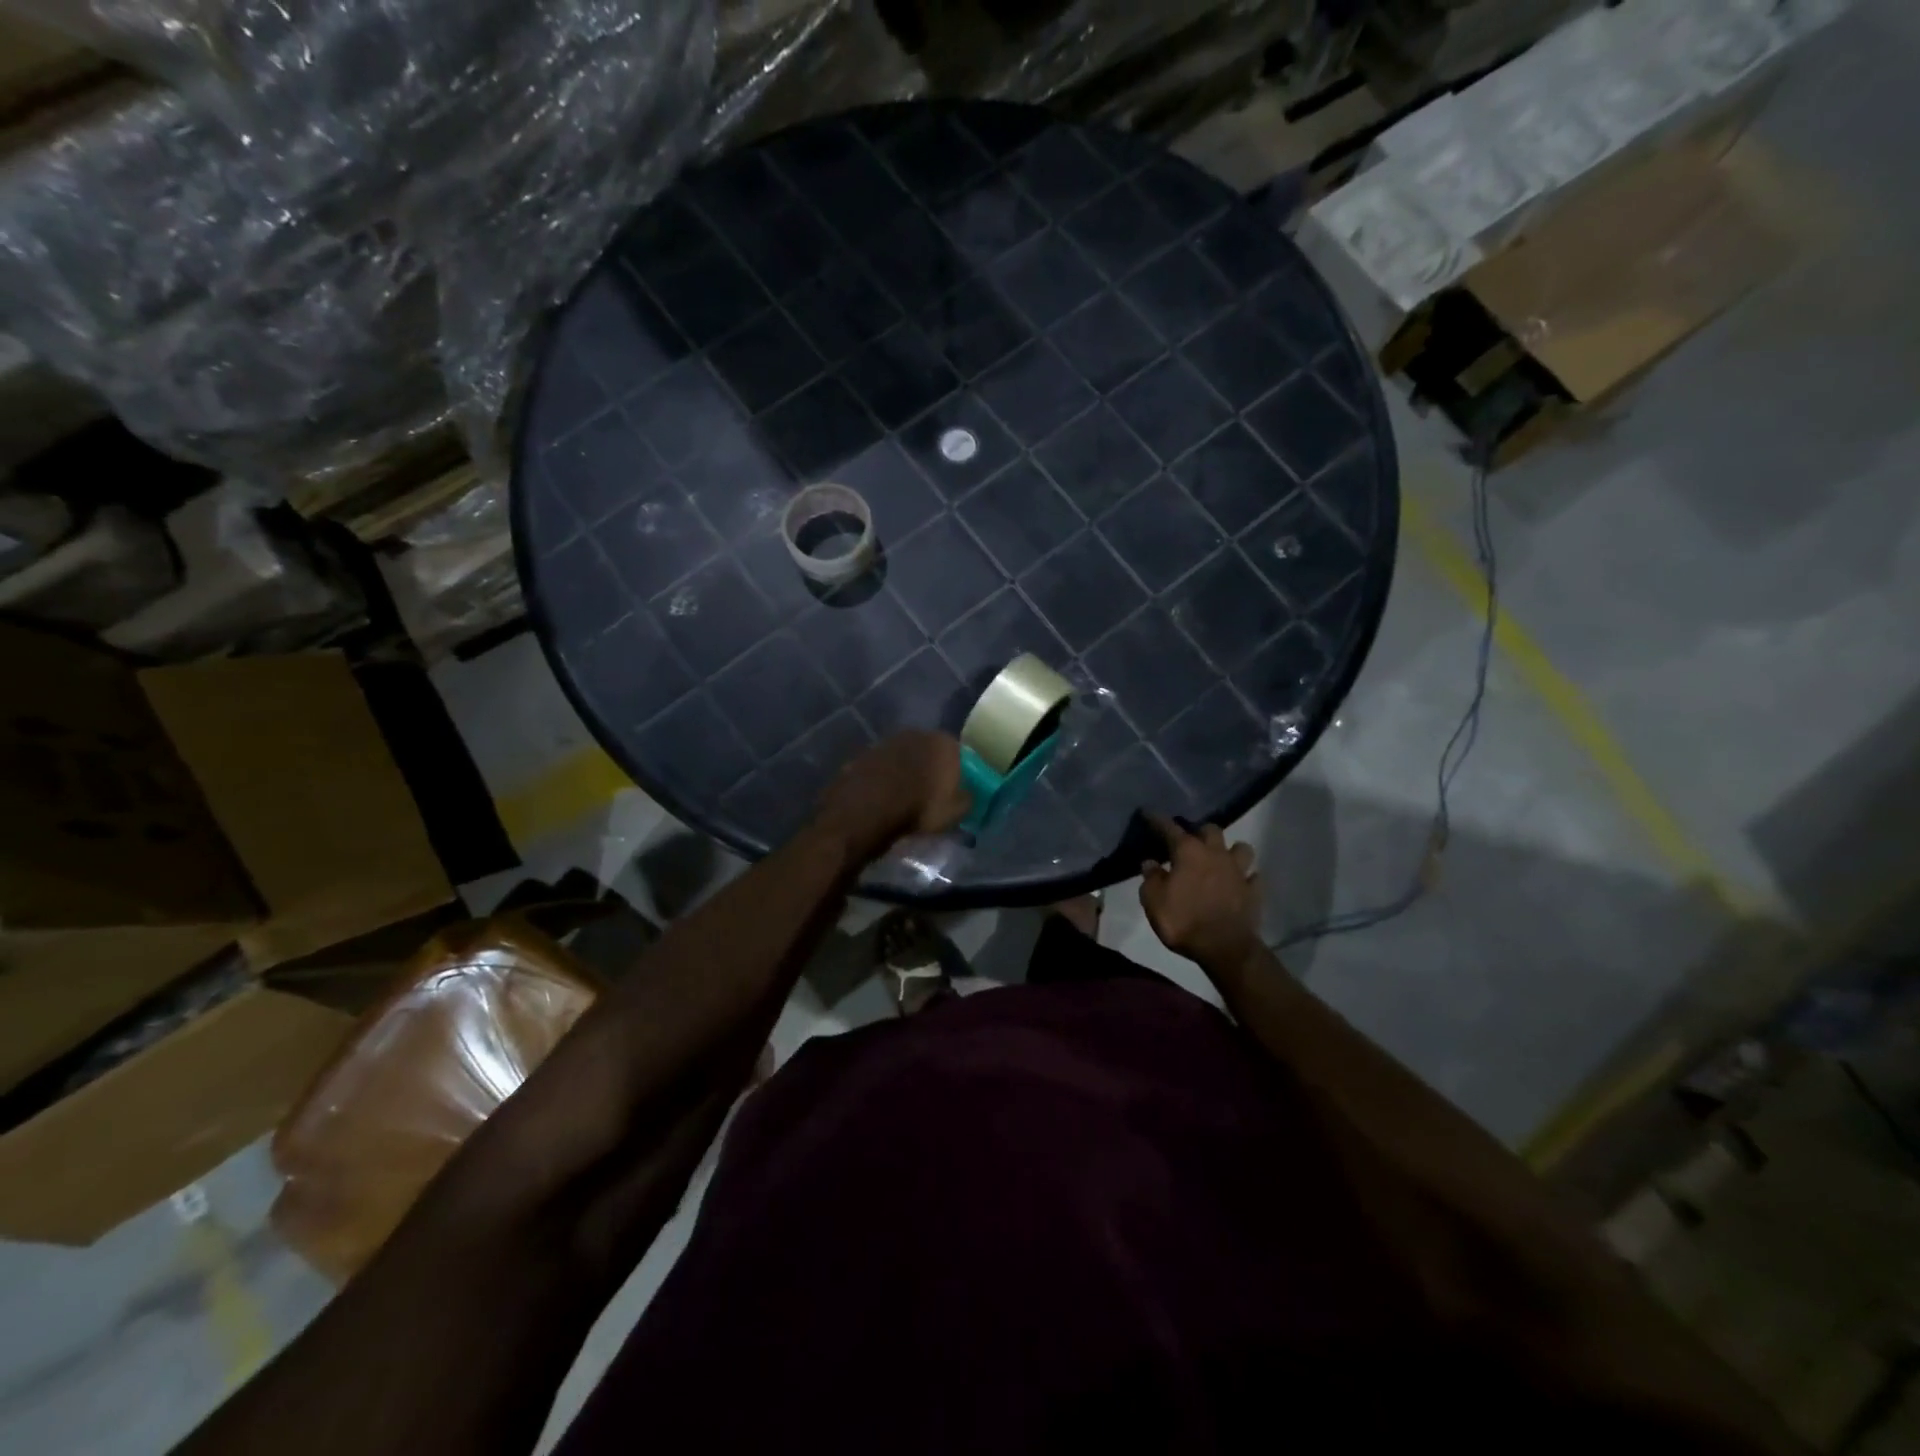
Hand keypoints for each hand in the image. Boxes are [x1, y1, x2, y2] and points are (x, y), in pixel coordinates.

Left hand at [814, 731, 967, 857]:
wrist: (868, 808)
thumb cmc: (920, 807)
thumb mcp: (954, 812)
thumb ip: (966, 799)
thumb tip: (967, 795)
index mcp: (944, 743)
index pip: (960, 754)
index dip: (958, 772)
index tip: (955, 789)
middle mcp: (917, 734)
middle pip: (930, 751)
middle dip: (931, 768)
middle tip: (931, 792)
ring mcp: (888, 741)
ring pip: (905, 757)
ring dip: (907, 771)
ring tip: (906, 795)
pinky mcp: (865, 753)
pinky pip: (883, 767)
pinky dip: (886, 777)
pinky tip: (884, 795)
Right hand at [1139, 813, 1262, 970]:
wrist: (1225, 948)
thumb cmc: (1183, 921)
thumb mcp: (1154, 901)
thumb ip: (1151, 878)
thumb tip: (1150, 862)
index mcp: (1188, 852)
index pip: (1169, 828)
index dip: (1157, 820)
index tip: (1148, 813)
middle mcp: (1216, 854)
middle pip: (1211, 830)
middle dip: (1200, 831)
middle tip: (1190, 841)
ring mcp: (1238, 871)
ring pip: (1241, 848)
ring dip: (1230, 850)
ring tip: (1221, 858)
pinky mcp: (1254, 891)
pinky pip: (1253, 876)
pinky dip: (1247, 877)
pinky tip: (1240, 882)